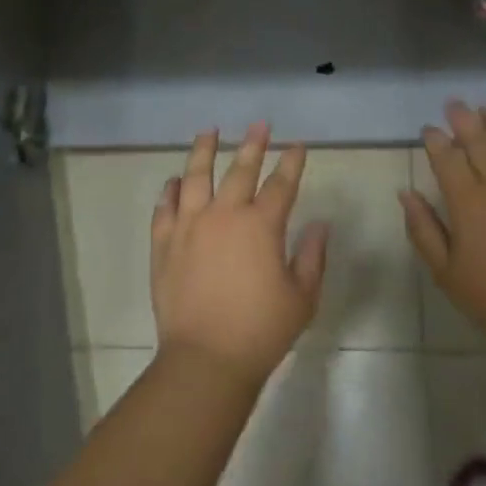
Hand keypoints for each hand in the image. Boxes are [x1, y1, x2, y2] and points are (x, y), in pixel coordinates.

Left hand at [151, 122, 327, 391]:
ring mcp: (190, 226)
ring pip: (195, 176)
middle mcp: (225, 214)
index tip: (298, 145)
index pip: (281, 184)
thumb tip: (320, 224)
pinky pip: (165, 208)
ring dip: (203, 151)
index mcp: (261, 225)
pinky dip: (169, 191)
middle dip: (253, 144)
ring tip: (208, 132)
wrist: (205, 360)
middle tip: (259, 124)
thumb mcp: (302, 298)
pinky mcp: (165, 243)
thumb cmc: (261, 331)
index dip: (292, 162)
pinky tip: (173, 182)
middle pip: (240, 169)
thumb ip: (312, 257)